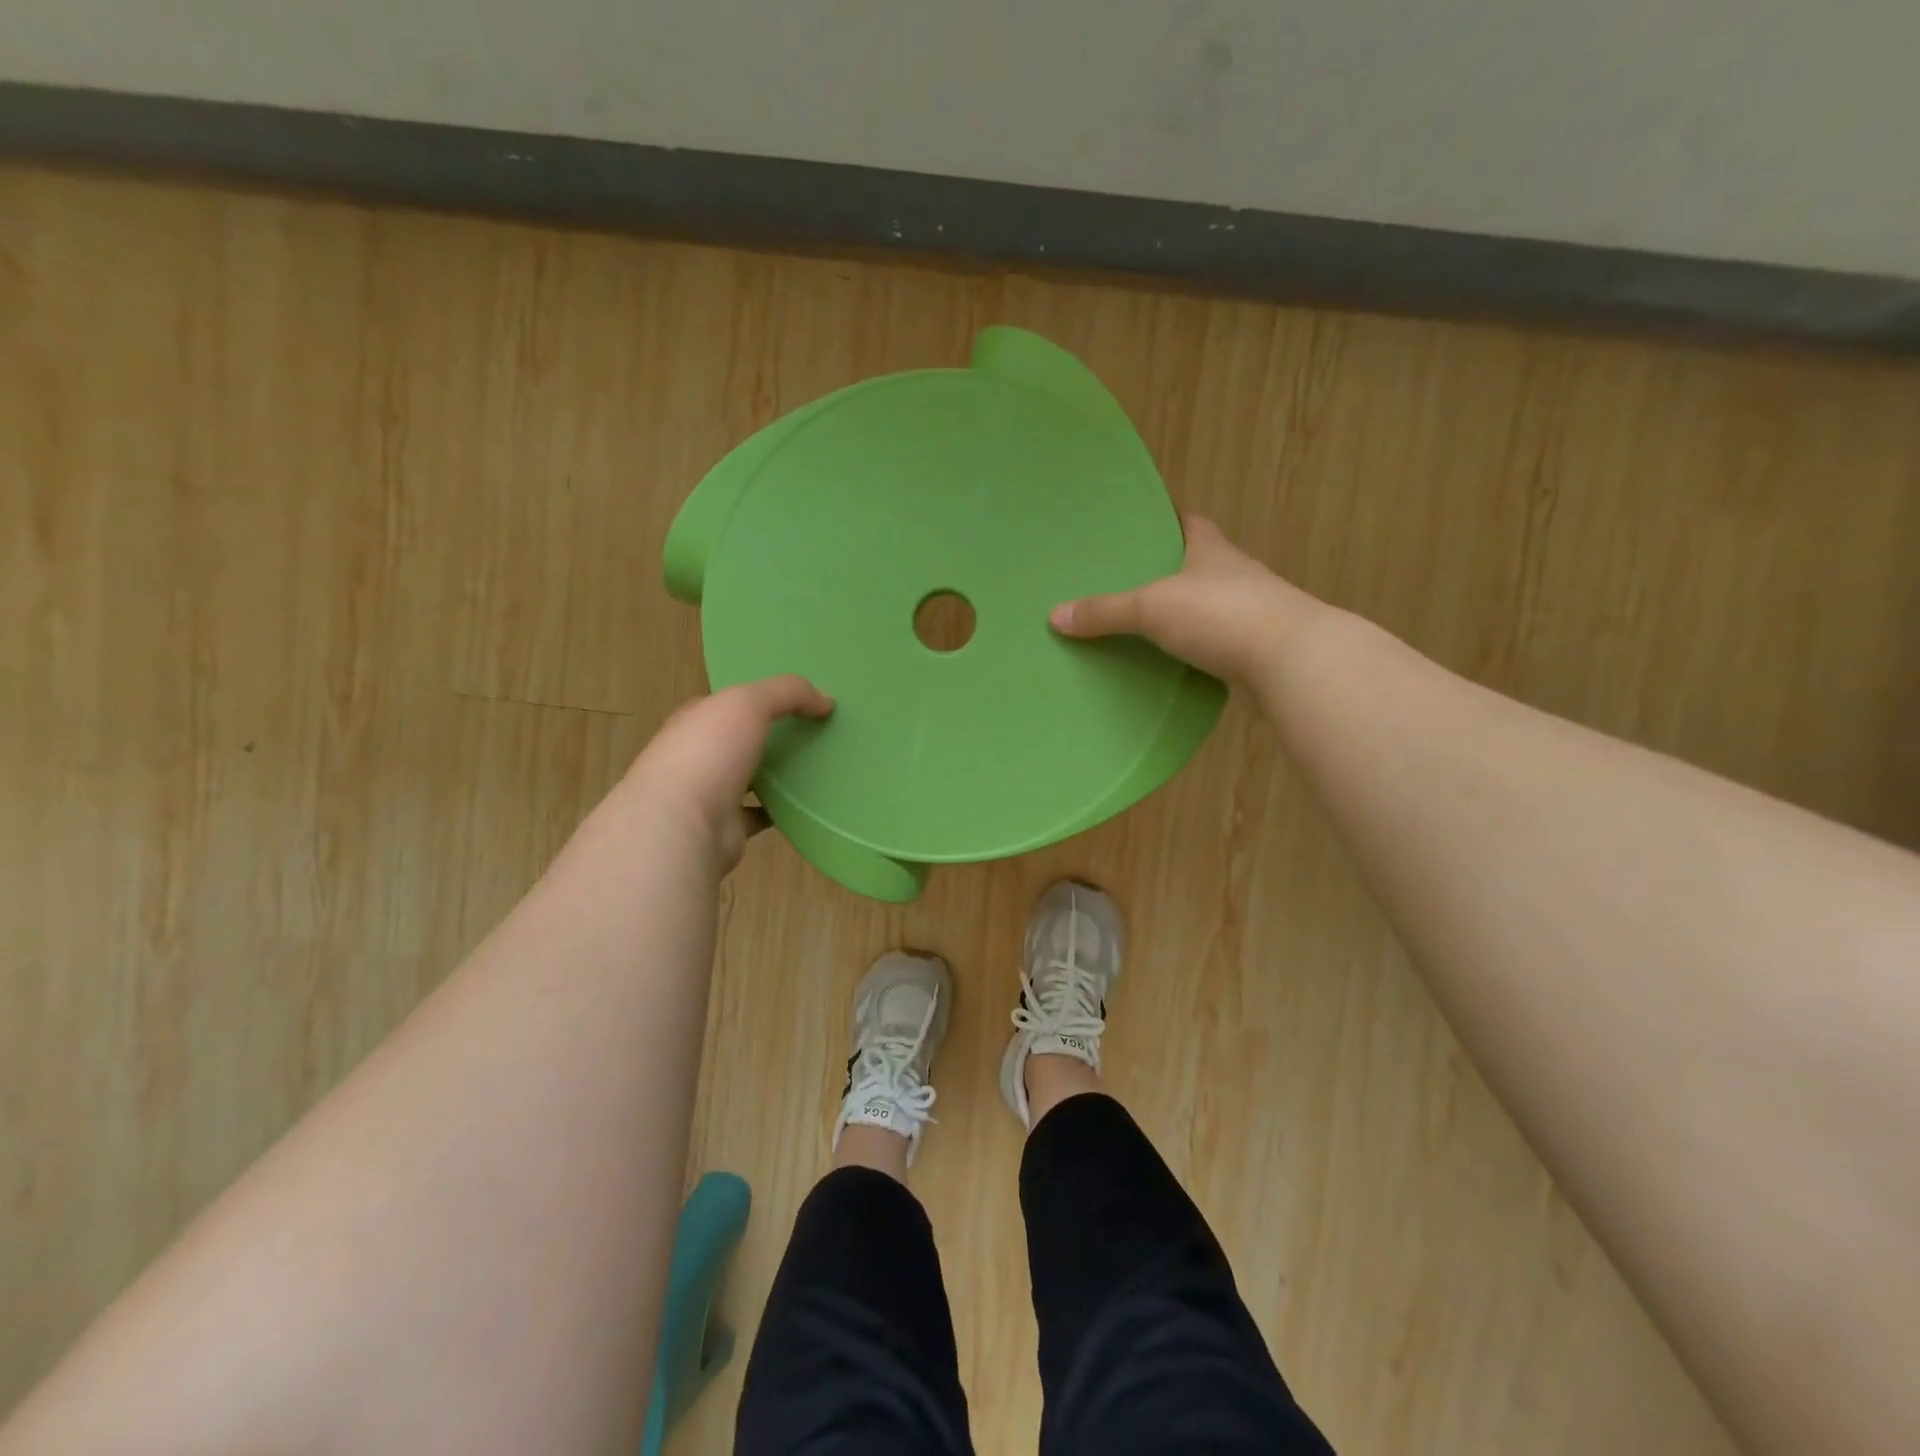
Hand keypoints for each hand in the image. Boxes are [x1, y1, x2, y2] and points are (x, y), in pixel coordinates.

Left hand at [625, 676, 833, 874]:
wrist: (681, 825)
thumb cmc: (708, 753)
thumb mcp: (748, 703)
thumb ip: (788, 693)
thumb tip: (826, 701)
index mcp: (694, 721)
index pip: (724, 704)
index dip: (755, 699)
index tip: (794, 701)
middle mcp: (697, 756)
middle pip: (738, 741)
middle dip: (768, 737)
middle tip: (813, 732)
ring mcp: (709, 794)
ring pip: (747, 778)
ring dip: (774, 774)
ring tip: (816, 766)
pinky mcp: (725, 827)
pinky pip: (758, 814)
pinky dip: (778, 810)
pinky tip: (806, 803)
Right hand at [1049, 515, 1314, 685]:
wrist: (1292, 662)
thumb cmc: (1222, 615)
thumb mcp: (1152, 608)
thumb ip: (1105, 612)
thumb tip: (1054, 616)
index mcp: (1212, 550)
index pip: (1192, 522)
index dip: (1170, 518)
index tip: (1146, 521)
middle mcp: (1236, 575)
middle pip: (1201, 564)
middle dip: (1172, 569)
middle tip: (1130, 579)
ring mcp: (1251, 614)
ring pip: (1211, 607)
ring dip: (1187, 613)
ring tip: (1145, 624)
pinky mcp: (1255, 651)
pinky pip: (1217, 644)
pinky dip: (1197, 650)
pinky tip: (1173, 662)